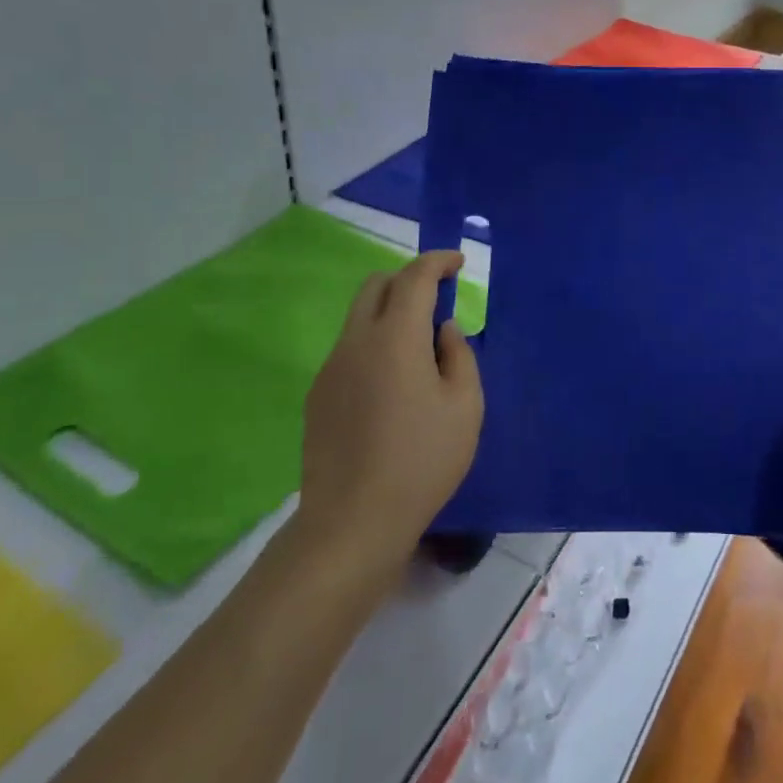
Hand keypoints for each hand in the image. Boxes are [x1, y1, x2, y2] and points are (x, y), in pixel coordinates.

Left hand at [291, 251, 483, 574]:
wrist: (352, 521)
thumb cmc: (422, 460)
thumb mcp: (465, 406)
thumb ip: (459, 355)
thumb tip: (443, 330)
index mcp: (395, 338)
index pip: (414, 277)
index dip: (437, 261)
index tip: (457, 262)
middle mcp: (356, 341)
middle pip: (376, 285)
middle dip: (409, 279)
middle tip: (438, 299)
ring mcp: (331, 367)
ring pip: (359, 316)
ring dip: (390, 312)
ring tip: (419, 348)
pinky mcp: (318, 394)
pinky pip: (349, 348)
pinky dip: (374, 342)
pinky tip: (392, 385)